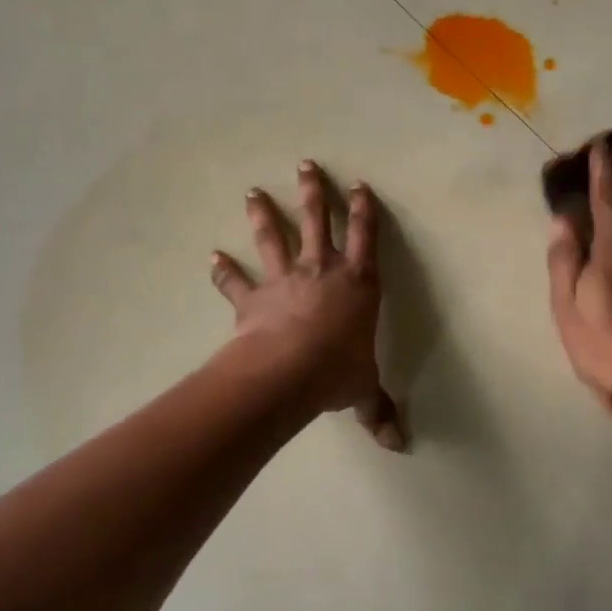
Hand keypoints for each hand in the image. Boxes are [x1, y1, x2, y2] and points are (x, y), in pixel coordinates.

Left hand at [211, 161, 403, 450]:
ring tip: (252, 192)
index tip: (360, 185)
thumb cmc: (336, 371)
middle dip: (314, 193)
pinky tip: (212, 257)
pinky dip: (223, 271)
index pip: (366, 238)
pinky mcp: (254, 298)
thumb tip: (399, 445)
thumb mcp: (363, 390)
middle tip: (306, 165)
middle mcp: (322, 272)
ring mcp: (285, 280)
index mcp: (357, 284)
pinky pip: (236, 282)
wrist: (288, 371)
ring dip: (263, 214)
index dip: (364, 210)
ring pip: (275, 238)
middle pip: (318, 222)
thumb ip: (378, 410)